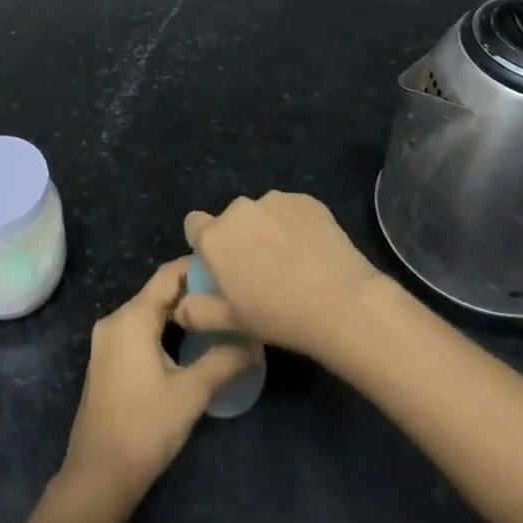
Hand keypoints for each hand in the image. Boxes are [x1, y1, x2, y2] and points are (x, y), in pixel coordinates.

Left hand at [60, 259, 260, 507]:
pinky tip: (189, 342)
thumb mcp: (191, 394)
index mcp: (131, 317)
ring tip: (215, 316)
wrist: (98, 477)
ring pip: (149, 312)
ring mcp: (108, 341)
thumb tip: (256, 343)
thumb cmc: (145, 428)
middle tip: (228, 295)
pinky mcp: (108, 360)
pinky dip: (164, 328)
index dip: (197, 268)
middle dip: (192, 291)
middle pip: (158, 292)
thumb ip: (224, 362)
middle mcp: (115, 320)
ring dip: (179, 311)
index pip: (168, 275)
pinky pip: (139, 329)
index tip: (227, 269)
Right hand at [180, 191, 384, 360]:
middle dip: (240, 238)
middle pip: (231, 219)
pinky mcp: (306, 199)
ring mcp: (274, 200)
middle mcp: (239, 209)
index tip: (222, 266)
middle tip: (261, 271)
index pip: (194, 224)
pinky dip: (295, 225)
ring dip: (268, 229)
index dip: (205, 244)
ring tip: (292, 262)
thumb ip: (197, 312)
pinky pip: (291, 210)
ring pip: (262, 213)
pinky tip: (312, 251)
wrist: (341, 302)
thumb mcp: (231, 323)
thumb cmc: (278, 317)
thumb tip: (181, 306)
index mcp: (215, 237)